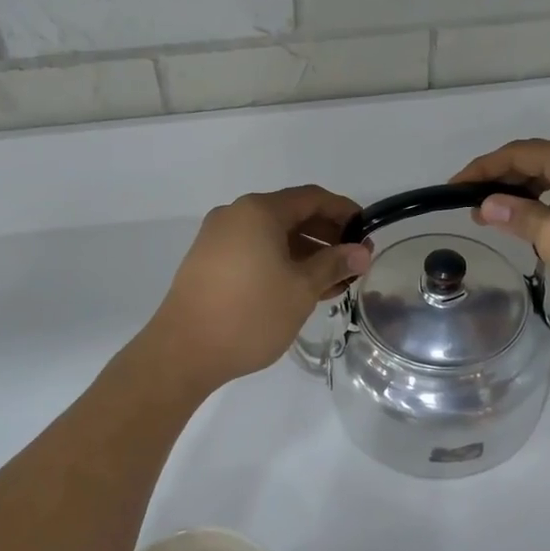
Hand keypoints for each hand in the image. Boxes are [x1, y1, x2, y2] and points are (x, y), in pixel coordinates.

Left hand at [142, 186, 372, 393]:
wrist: (183, 352)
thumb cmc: (250, 315)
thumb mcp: (301, 289)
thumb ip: (334, 264)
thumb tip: (362, 252)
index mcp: (259, 211)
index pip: (312, 198)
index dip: (344, 211)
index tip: (367, 232)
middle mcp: (236, 215)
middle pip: (291, 214)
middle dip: (326, 235)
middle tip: (353, 261)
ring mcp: (218, 238)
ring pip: (272, 236)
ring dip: (305, 253)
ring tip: (333, 281)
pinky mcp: (208, 261)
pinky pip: (254, 250)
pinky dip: (281, 262)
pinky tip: (300, 288)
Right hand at [452, 138, 549, 323]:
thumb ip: (517, 216)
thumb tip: (488, 203)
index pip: (517, 153)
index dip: (482, 168)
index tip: (453, 187)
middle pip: (538, 160)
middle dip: (503, 181)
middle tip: (475, 208)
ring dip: (527, 194)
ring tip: (502, 218)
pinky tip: (542, 225)